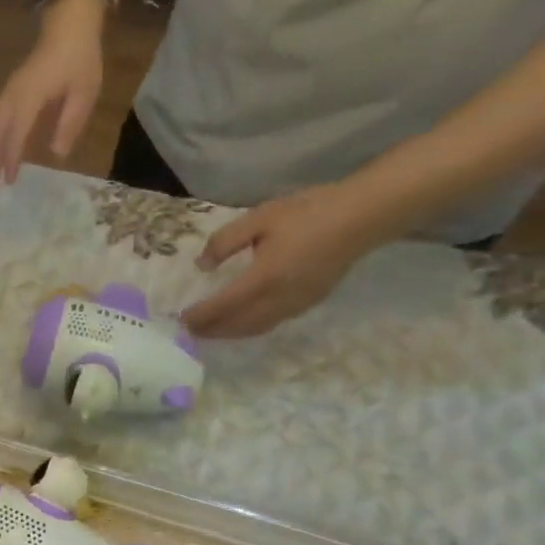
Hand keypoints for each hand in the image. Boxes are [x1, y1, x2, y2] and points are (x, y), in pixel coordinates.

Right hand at [0, 0, 105, 190]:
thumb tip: (56, 154)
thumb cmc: (80, 59)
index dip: (11, 157)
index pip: (16, 131)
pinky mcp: (8, 92)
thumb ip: (70, 123)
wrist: (69, 26)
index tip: (10, 181)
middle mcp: (13, 95)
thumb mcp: (85, 93)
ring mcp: (7, 92)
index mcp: (31, 95)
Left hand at [180, 181, 386, 337]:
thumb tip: (201, 266)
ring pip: (256, 328)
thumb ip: (225, 242)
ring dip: (231, 333)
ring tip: (211, 330)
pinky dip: (251, 327)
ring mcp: (297, 304)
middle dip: (212, 331)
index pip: (223, 306)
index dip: (200, 316)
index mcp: (263, 278)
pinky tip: (243, 320)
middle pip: (238, 325)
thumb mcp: (259, 218)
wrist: (363, 216)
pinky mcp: (310, 303)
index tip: (181, 320)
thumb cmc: (308, 212)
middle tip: (190, 331)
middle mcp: (279, 299)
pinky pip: (273, 323)